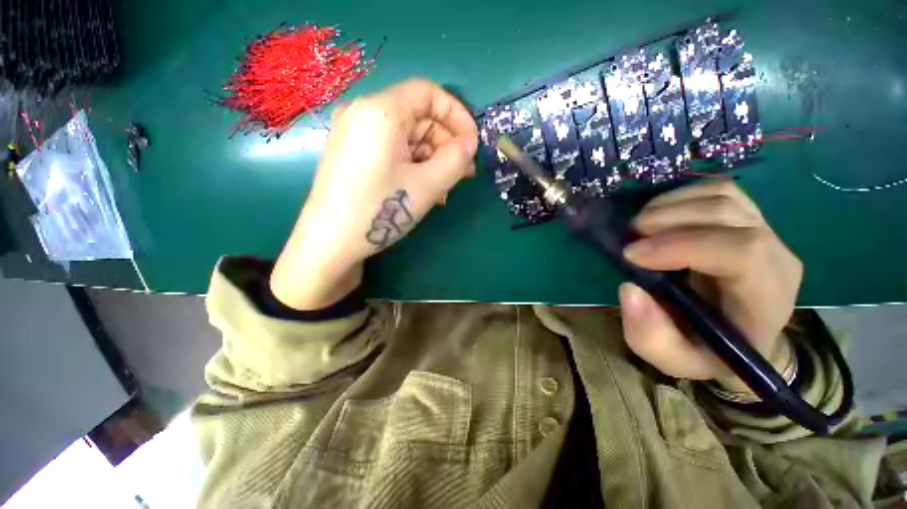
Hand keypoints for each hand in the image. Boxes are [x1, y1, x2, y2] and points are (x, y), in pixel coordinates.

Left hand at [270, 79, 478, 309]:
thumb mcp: (427, 185)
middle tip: (463, 173)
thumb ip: (456, 159)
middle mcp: (363, 114)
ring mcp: (354, 135)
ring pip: (406, 137)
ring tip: (444, 189)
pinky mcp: (352, 155)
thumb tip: (470, 143)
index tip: (472, 143)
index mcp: (380, 111)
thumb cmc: (380, 211)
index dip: (457, 115)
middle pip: (418, 116)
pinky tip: (423, 189)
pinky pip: (391, 151)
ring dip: (431, 159)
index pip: (429, 93)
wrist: (329, 243)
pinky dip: (412, 165)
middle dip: (445, 144)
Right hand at [618, 181, 802, 391]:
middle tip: (629, 237)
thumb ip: (650, 336)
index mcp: (766, 298)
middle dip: (668, 219)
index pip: (741, 252)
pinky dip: (680, 196)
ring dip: (669, 205)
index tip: (631, 255)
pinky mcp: (749, 218)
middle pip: (727, 214)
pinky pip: (717, 190)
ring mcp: (766, 230)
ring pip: (722, 195)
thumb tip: (630, 289)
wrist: (743, 336)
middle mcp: (776, 256)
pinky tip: (659, 216)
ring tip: (640, 227)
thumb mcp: (675, 359)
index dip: (682, 245)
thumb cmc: (709, 351)